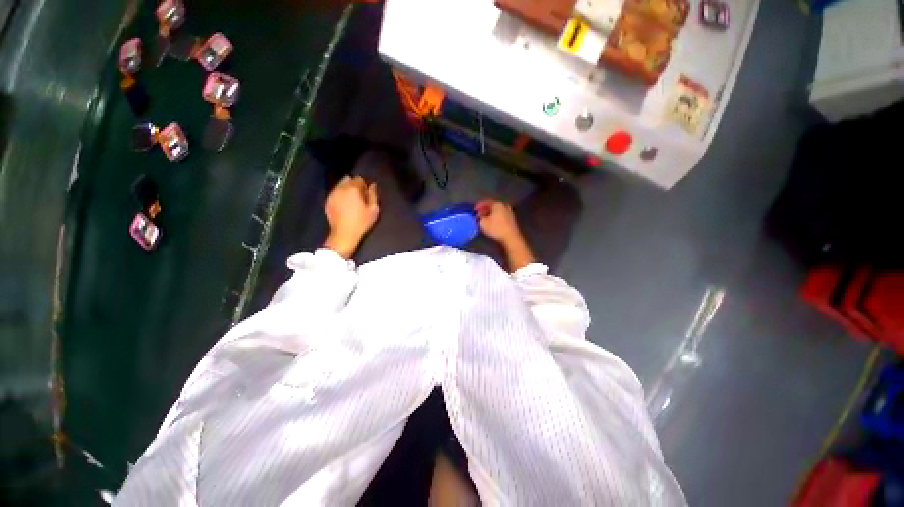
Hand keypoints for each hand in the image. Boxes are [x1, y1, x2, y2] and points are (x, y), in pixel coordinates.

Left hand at [324, 176, 378, 258]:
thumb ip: (373, 195)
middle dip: (354, 185)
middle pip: (348, 179)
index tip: (366, 194)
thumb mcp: (373, 209)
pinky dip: (340, 195)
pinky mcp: (327, 201)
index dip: (364, 186)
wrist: (344, 233)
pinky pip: (335, 193)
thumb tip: (372, 185)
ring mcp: (332, 194)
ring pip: (340, 185)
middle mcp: (341, 188)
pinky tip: (344, 205)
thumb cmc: (361, 222)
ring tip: (351, 201)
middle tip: (359, 197)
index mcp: (353, 189)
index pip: (359, 179)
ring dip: (346, 189)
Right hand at [475, 200, 535, 271]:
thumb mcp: (483, 223)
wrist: (511, 238)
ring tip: (485, 219)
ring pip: (498, 211)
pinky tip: (493, 223)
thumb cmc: (496, 228)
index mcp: (497, 204)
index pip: (486, 202)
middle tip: (479, 214)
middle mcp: (504, 206)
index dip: (479, 205)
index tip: (474, 209)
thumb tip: (479, 216)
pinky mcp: (512, 220)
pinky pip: (502, 216)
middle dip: (485, 210)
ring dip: (491, 214)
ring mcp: (510, 212)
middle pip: (493, 206)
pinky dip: (497, 218)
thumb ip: (480, 217)